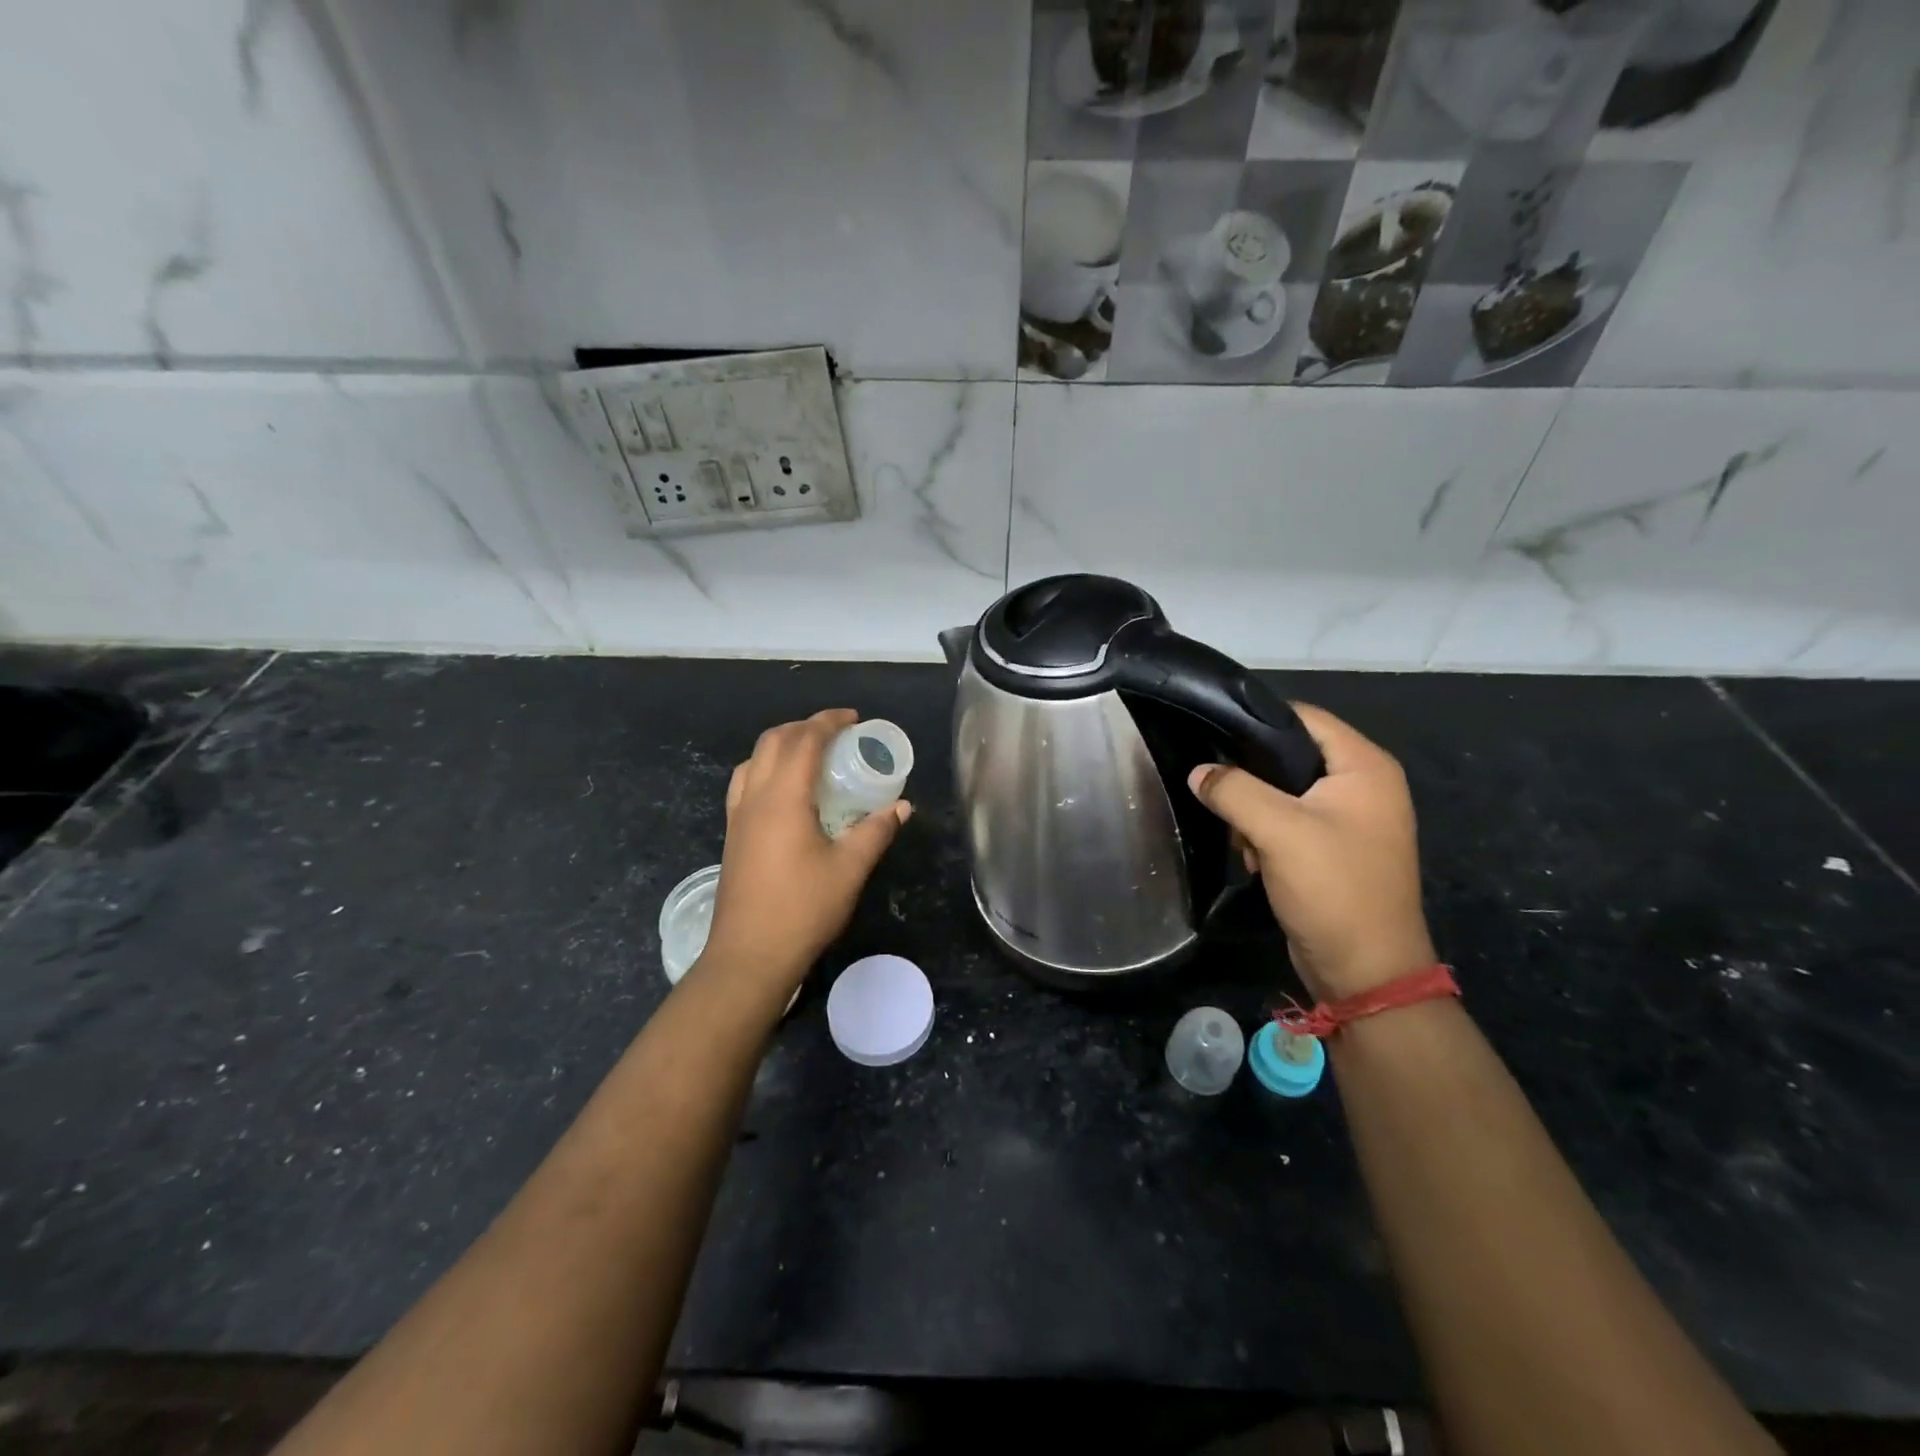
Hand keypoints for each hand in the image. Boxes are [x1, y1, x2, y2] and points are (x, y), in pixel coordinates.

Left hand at [700, 710, 910, 993]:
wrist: (749, 956)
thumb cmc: (803, 909)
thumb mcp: (850, 869)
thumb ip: (876, 831)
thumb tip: (902, 807)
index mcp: (783, 798)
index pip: (804, 741)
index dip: (829, 722)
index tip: (854, 719)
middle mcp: (754, 797)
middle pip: (773, 741)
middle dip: (804, 727)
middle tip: (837, 734)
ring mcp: (737, 816)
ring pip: (753, 760)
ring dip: (781, 745)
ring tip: (811, 756)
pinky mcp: (733, 835)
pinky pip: (745, 783)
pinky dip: (766, 768)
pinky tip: (786, 791)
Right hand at [1188, 703, 1433, 1001]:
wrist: (1365, 970)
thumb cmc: (1332, 888)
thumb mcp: (1277, 830)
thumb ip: (1232, 790)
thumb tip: (1198, 771)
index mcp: (1365, 767)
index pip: (1304, 717)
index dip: (1257, 720)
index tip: (1212, 732)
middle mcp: (1364, 785)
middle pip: (1291, 755)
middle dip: (1251, 777)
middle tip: (1221, 794)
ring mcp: (1350, 819)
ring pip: (1283, 791)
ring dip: (1255, 812)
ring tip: (1243, 838)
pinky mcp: (1334, 848)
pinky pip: (1289, 822)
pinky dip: (1266, 834)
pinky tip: (1255, 859)